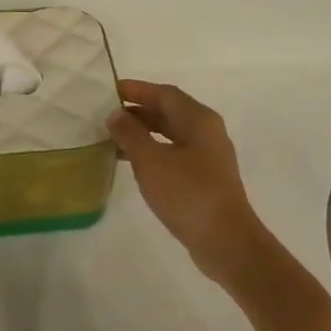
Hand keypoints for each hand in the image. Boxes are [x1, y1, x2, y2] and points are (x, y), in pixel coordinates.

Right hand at [108, 80, 272, 283]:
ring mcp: (207, 156)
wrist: (225, 240)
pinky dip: (151, 151)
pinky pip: (173, 153)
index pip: (164, 93)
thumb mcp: (150, 161)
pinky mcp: (204, 178)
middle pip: (168, 111)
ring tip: (112, 138)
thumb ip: (130, 134)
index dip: (136, 89)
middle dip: (137, 111)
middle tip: (105, 114)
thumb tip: (115, 114)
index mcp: (198, 119)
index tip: (108, 91)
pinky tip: (131, 163)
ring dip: (142, 133)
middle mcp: (206, 132)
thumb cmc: (187, 193)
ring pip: (170, 134)